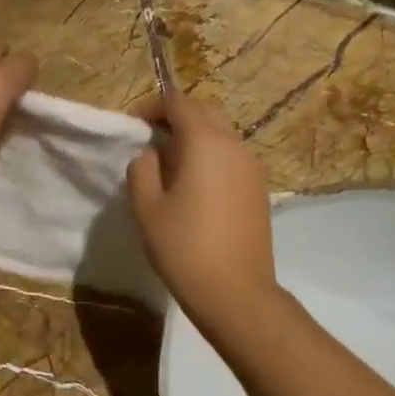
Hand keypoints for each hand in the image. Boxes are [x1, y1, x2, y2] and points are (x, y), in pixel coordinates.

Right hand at [127, 94, 280, 334]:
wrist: (235, 292)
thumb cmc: (184, 248)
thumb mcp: (147, 208)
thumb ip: (142, 169)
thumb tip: (151, 153)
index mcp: (205, 143)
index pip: (179, 103)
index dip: (153, 107)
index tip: (134, 125)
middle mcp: (234, 145)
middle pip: (205, 112)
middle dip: (177, 116)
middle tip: (151, 138)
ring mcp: (252, 167)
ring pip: (222, 133)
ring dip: (196, 136)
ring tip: (170, 162)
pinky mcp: (259, 188)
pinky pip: (232, 156)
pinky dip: (211, 155)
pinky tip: (195, 183)